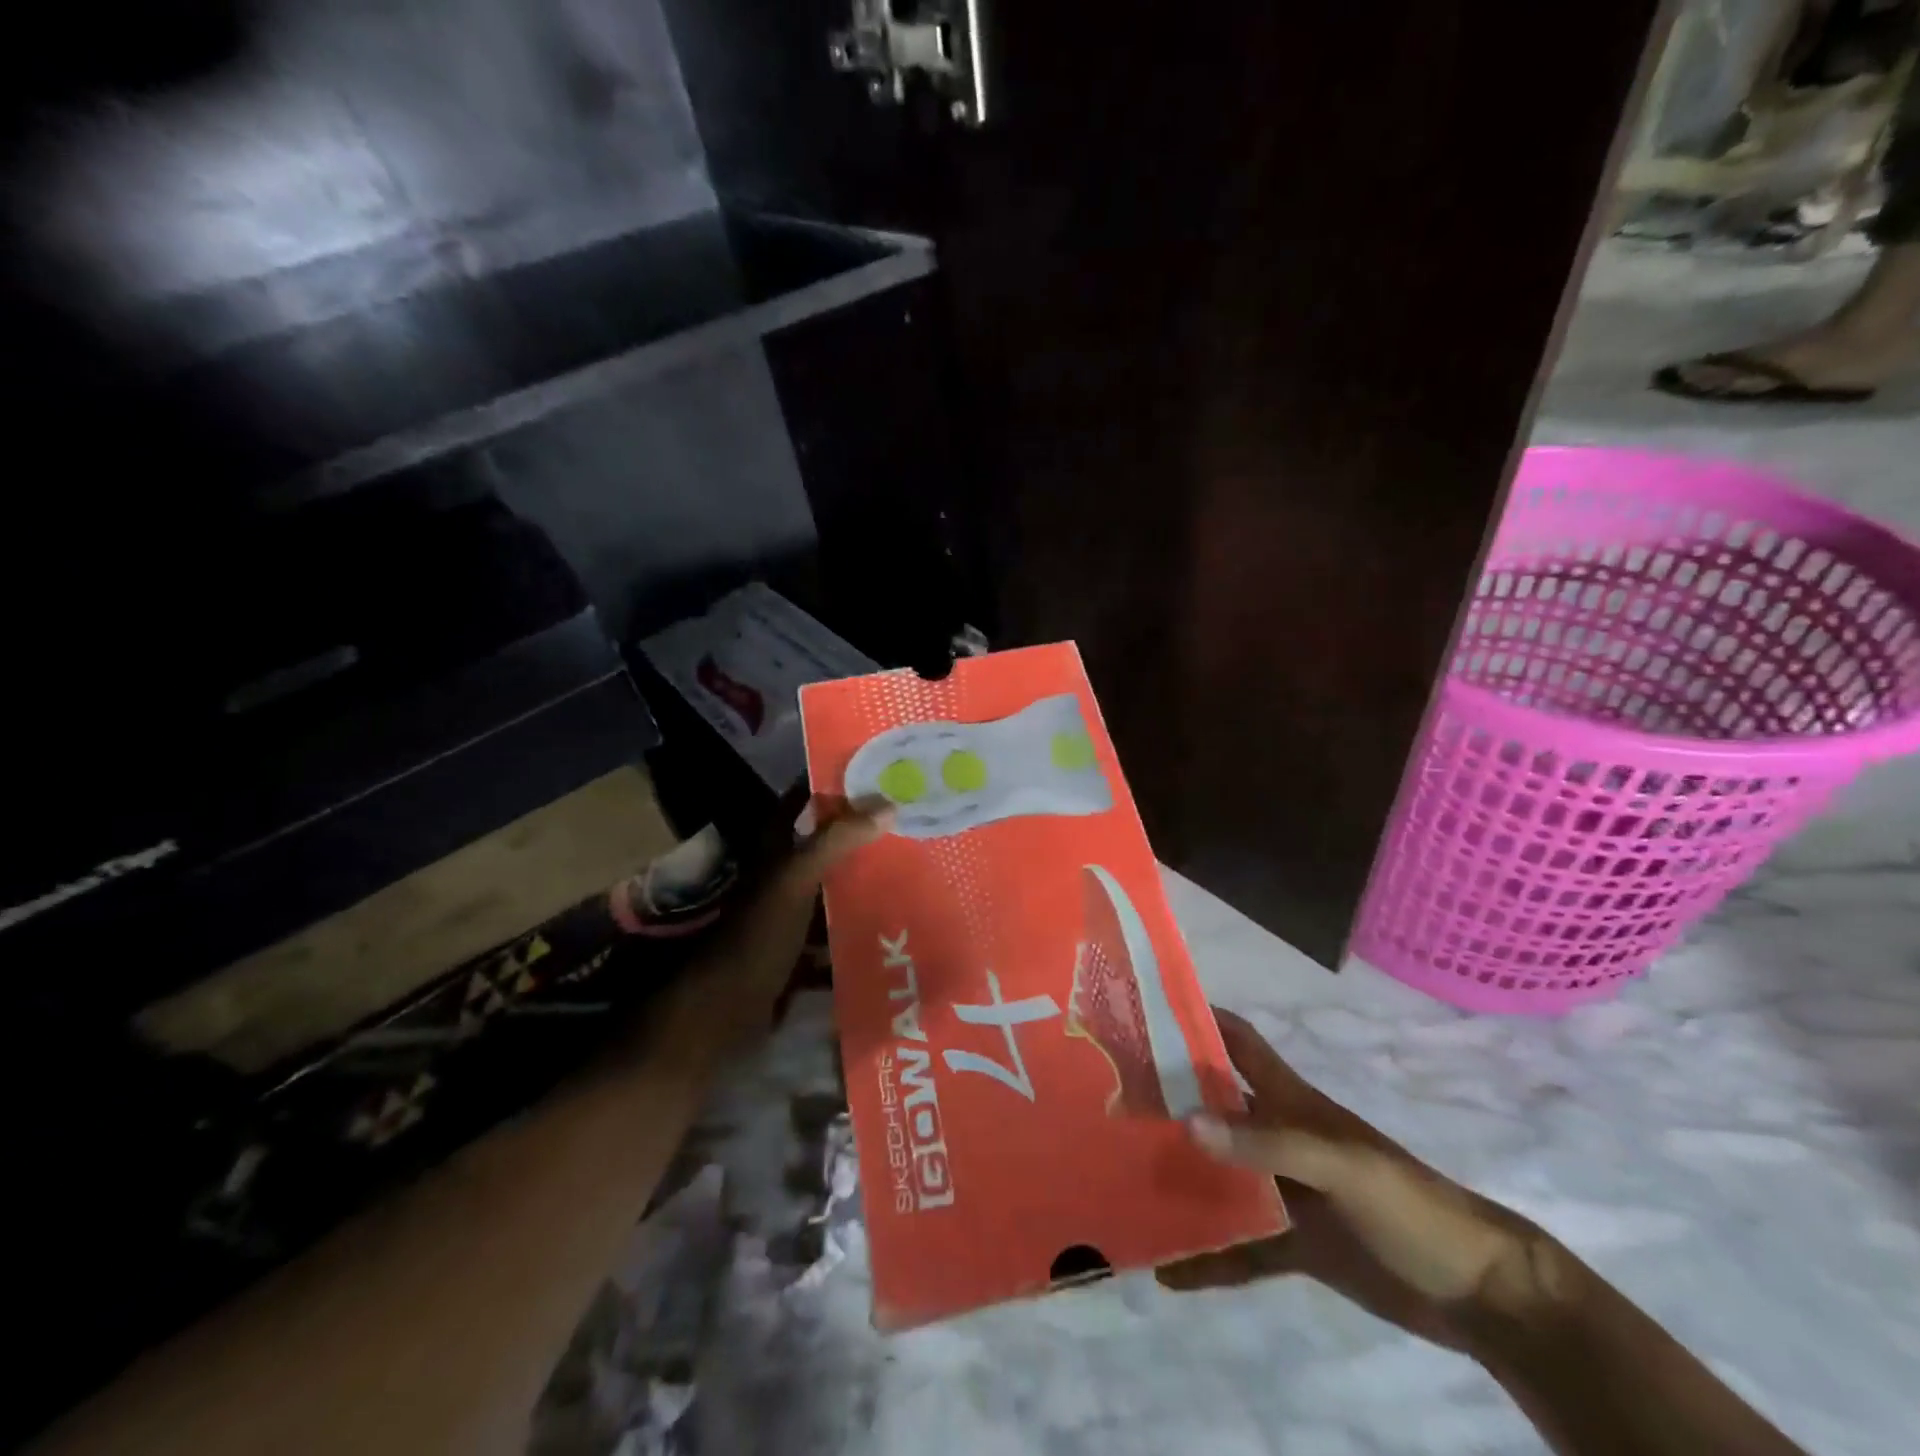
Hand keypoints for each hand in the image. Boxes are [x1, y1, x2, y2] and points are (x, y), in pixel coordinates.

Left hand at [650, 802, 889, 1068]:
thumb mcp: (795, 881)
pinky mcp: (801, 952)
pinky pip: (837, 934)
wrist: (723, 1013)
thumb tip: (887, 804)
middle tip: (911, 821)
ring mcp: (791, 916)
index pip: (802, 801)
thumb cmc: (756, 937)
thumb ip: (836, 841)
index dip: (832, 783)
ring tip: (915, 870)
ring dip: (866, 882)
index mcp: (775, 850)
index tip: (876, 770)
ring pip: (834, 890)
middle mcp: (782, 877)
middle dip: (863, 834)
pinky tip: (896, 928)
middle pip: (825, 845)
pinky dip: (861, 931)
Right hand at [1158, 1009, 1564, 1347]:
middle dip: (1168, 1098)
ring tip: (1121, 1181)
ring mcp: (1284, 1190)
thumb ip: (1267, 1143)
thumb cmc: (1408, 1203)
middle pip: (1213, 1106)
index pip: (1237, 1042)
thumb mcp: (1341, 1165)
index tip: (1144, 1011)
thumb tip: (1187, 1122)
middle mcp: (1278, 1136)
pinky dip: (1206, 1258)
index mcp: (1291, 1101)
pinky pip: (1238, 1247)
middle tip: (1111, 1101)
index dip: (1198, 1018)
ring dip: (1179, 1177)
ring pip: (1217, 1175)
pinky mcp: (1294, 1244)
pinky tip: (1167, 1273)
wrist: (1478, 1292)